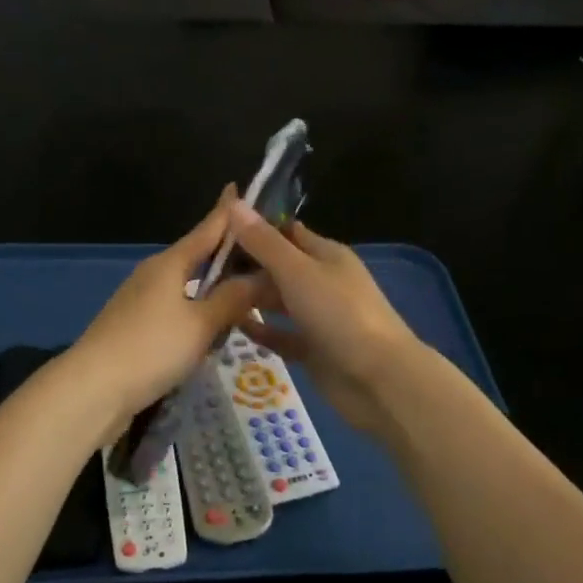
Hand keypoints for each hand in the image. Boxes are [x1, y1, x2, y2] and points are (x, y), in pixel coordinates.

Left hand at [70, 187, 266, 429]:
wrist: (92, 391)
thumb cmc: (150, 348)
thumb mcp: (201, 324)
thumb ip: (233, 299)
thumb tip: (262, 275)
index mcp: (169, 264)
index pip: (206, 230)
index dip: (225, 212)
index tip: (239, 188)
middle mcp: (153, 276)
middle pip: (196, 258)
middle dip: (226, 256)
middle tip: (263, 257)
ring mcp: (141, 303)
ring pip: (187, 289)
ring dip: (214, 291)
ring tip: (247, 297)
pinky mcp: (135, 330)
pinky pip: (177, 313)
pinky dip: (198, 316)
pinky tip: (214, 332)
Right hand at [225, 202, 423, 432]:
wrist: (379, 379)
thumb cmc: (339, 314)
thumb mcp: (297, 272)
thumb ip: (264, 242)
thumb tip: (234, 203)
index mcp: (326, 255)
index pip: (285, 232)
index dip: (253, 228)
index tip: (215, 229)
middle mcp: (323, 281)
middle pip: (278, 267)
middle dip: (245, 266)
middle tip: (203, 269)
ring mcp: (320, 317)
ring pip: (279, 301)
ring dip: (250, 299)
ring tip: (208, 297)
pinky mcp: (314, 349)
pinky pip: (282, 335)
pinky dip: (262, 331)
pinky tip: (233, 327)